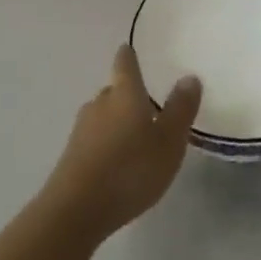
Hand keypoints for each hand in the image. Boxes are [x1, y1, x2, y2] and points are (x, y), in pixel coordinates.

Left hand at [43, 45, 201, 238]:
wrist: (76, 210)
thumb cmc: (130, 169)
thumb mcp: (169, 141)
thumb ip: (180, 109)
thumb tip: (189, 76)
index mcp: (124, 93)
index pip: (125, 63)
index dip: (129, 55)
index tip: (130, 49)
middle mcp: (100, 104)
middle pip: (113, 89)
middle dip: (127, 92)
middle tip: (146, 101)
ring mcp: (81, 129)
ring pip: (102, 114)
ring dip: (117, 119)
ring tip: (135, 132)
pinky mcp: (72, 155)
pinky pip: (94, 138)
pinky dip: (107, 141)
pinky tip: (118, 159)